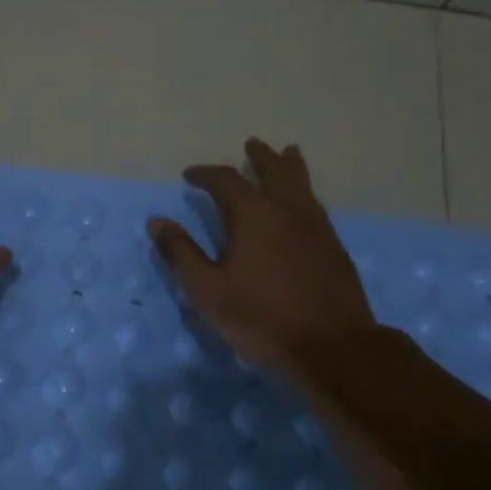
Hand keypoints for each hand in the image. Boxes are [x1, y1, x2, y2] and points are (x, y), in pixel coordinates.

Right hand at [149, 138, 385, 379]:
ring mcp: (316, 226)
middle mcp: (287, 209)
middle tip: (252, 144)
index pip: (225, 180)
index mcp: (253, 214)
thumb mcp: (208, 290)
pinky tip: (303, 203)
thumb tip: (156, 221)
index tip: (190, 175)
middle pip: (274, 170)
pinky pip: (315, 204)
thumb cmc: (261, 317)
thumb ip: (181, 253)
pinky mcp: (334, 246)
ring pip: (302, 183)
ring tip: (288, 153)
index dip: (205, 174)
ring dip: (290, 166)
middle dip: (260, 156)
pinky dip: (304, 191)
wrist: (332, 345)